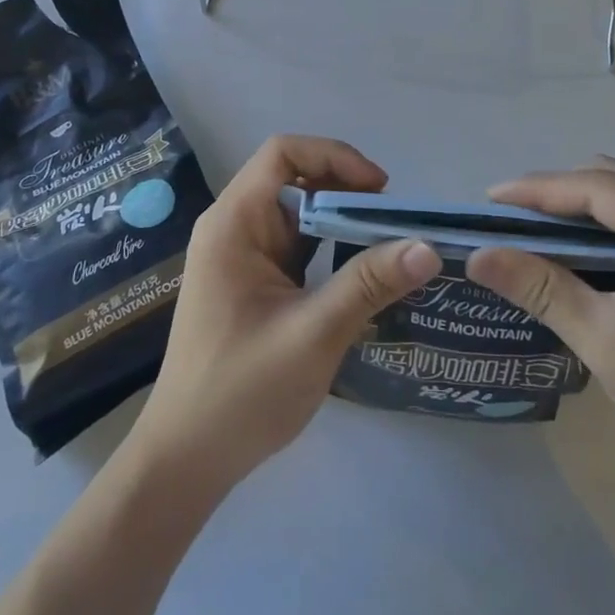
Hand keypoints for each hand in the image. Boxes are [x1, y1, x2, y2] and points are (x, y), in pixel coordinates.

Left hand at [130, 135, 441, 492]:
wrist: (186, 461)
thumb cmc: (240, 393)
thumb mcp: (313, 335)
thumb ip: (369, 284)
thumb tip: (428, 247)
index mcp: (234, 223)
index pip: (283, 153)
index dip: (334, 157)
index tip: (379, 189)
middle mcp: (234, 227)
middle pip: (294, 178)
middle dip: (346, 190)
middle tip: (394, 222)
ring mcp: (242, 255)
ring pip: (299, 213)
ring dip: (342, 220)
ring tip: (387, 244)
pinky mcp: (253, 281)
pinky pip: (297, 245)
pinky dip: (330, 247)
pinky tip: (362, 271)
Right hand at [466, 158, 614, 486]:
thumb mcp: (604, 340)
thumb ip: (540, 287)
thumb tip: (477, 256)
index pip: (600, 189)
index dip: (540, 190)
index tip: (491, 197)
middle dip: (558, 194)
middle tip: (508, 217)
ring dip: (582, 205)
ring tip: (534, 226)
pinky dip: (609, 220)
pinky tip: (580, 241)